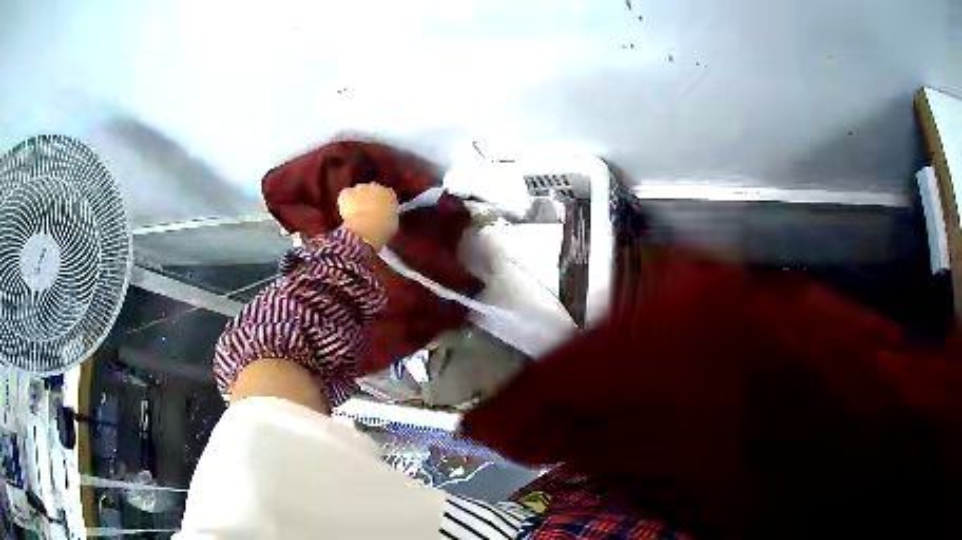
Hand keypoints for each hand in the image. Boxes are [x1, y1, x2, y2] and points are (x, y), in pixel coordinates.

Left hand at [337, 183, 398, 249]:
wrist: (367, 229)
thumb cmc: (383, 229)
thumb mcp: (392, 224)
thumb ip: (389, 217)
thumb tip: (385, 219)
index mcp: (389, 194)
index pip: (387, 194)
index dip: (381, 203)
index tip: (379, 212)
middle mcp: (375, 187)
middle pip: (371, 190)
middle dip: (368, 199)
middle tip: (366, 213)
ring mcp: (360, 188)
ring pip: (357, 192)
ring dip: (356, 200)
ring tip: (354, 215)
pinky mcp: (347, 193)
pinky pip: (345, 195)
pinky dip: (344, 201)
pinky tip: (345, 211)